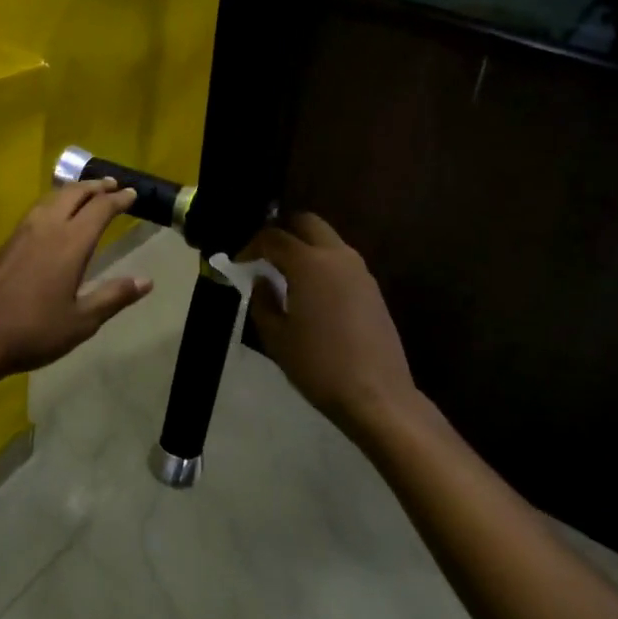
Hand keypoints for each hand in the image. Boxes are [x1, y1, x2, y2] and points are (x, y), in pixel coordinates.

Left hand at [0, 179, 150, 377]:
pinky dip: (53, 204)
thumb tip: (146, 281)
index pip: (100, 209)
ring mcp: (21, 233)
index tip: (132, 194)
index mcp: (70, 243)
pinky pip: (36, 211)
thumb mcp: (81, 322)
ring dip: (73, 191)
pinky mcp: (4, 244)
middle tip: (112, 185)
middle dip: (96, 186)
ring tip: (84, 193)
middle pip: (74, 194)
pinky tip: (52, 218)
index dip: (119, 199)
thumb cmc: (33, 331)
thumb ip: (113, 297)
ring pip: (51, 198)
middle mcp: (46, 228)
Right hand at [245, 213, 418, 439]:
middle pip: (307, 223)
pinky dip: (322, 263)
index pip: (274, 237)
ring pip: (327, 239)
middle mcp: (337, 256)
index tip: (239, 263)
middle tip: (265, 254)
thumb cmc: (319, 366)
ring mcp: (360, 270)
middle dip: (283, 230)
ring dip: (305, 246)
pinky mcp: (373, 288)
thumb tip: (263, 281)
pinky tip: (312, 291)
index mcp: (309, 263)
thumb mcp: (276, 338)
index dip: (251, 246)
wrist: (377, 395)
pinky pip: (341, 260)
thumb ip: (263, 302)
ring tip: (286, 273)